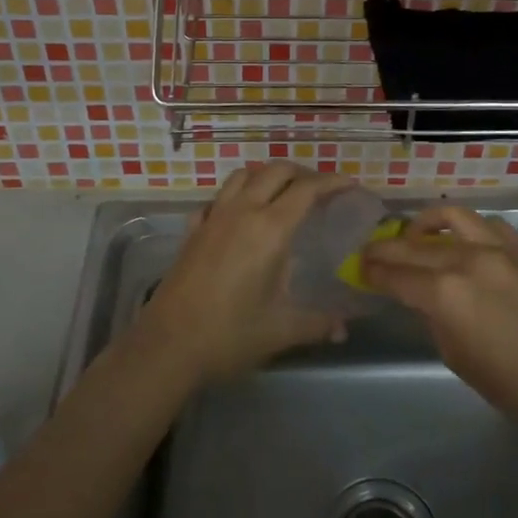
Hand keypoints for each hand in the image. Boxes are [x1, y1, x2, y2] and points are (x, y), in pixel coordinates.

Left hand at [142, 162, 351, 384]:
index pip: (307, 190)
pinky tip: (238, 216)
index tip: (350, 184)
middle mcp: (242, 212)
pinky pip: (216, 199)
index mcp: (270, 230)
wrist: (168, 345)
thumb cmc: (230, 334)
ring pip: (242, 176)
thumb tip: (344, 329)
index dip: (331, 181)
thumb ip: (317, 324)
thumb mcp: (281, 330)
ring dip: (266, 176)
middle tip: (319, 190)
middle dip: (301, 173)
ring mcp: (213, 218)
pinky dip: (234, 196)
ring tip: (281, 194)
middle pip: (274, 171)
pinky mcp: (192, 230)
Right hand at [360, 206, 517, 433]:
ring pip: (451, 217)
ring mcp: (499, 247)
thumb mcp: (458, 358)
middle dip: (387, 248)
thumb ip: (434, 319)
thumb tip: (424, 298)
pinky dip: (467, 228)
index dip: (373, 272)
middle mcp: (467, 260)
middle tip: (371, 251)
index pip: (396, 275)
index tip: (360, 268)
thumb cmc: (515, 385)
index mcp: (445, 294)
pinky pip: (487, 224)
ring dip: (425, 223)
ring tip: (415, 234)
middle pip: (414, 245)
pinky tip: (463, 240)